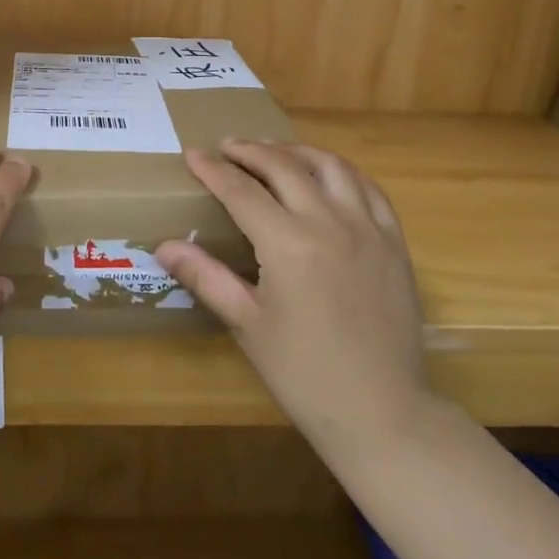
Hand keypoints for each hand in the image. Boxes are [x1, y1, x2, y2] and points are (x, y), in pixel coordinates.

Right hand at [157, 141, 427, 471]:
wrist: (382, 412)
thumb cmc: (304, 373)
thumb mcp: (247, 324)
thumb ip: (206, 276)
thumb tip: (164, 246)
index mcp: (289, 245)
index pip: (242, 191)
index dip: (213, 169)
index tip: (193, 153)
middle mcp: (330, 223)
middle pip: (284, 166)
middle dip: (251, 151)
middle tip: (227, 147)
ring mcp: (368, 229)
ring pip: (330, 166)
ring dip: (296, 151)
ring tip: (273, 152)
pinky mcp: (394, 242)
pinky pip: (369, 188)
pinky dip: (341, 172)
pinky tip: (327, 176)